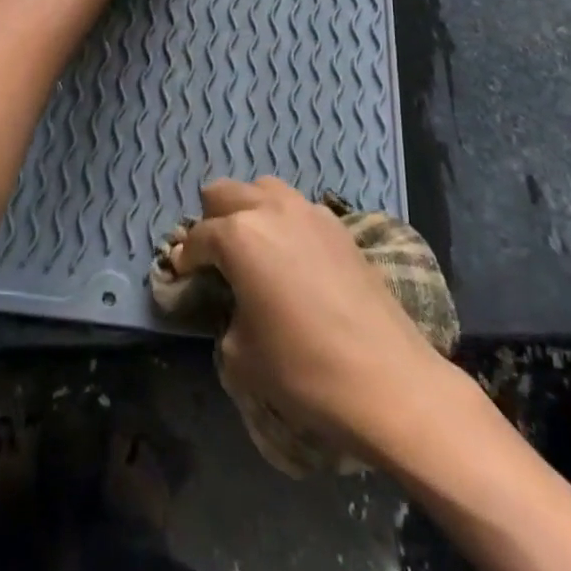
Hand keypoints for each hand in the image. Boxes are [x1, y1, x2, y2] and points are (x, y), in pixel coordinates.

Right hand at [171, 178, 448, 459]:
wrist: (388, 380)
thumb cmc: (303, 369)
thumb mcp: (240, 353)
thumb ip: (225, 313)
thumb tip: (234, 303)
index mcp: (238, 235)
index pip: (197, 238)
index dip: (184, 261)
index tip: (182, 279)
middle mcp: (270, 209)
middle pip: (224, 193)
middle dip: (212, 221)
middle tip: (215, 259)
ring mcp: (309, 212)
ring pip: (263, 189)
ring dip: (249, 211)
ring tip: (254, 250)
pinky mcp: (340, 226)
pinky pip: (298, 208)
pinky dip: (284, 223)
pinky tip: (292, 259)